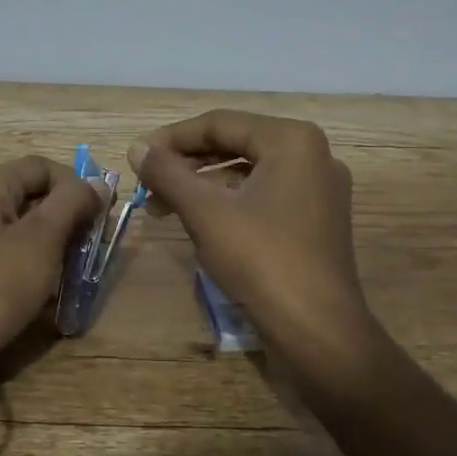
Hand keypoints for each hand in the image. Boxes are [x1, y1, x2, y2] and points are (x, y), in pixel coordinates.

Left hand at [0, 155, 107, 371]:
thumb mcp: (40, 239)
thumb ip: (72, 204)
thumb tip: (98, 183)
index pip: (43, 167)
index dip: (77, 186)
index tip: (102, 217)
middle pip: (32, 198)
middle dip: (68, 221)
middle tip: (92, 250)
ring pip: (23, 233)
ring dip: (54, 250)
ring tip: (75, 277)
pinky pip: (8, 262)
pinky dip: (33, 273)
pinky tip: (49, 298)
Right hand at [128, 110, 374, 356]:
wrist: (318, 331)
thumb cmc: (261, 260)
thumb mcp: (205, 212)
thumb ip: (168, 173)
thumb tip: (136, 148)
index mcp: (291, 140)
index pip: (219, 123)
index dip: (171, 138)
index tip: (137, 157)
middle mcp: (312, 154)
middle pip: (235, 144)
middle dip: (186, 164)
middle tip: (147, 183)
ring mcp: (319, 188)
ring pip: (248, 172)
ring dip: (203, 185)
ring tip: (163, 206)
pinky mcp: (317, 219)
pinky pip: (265, 195)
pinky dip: (229, 202)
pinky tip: (199, 221)